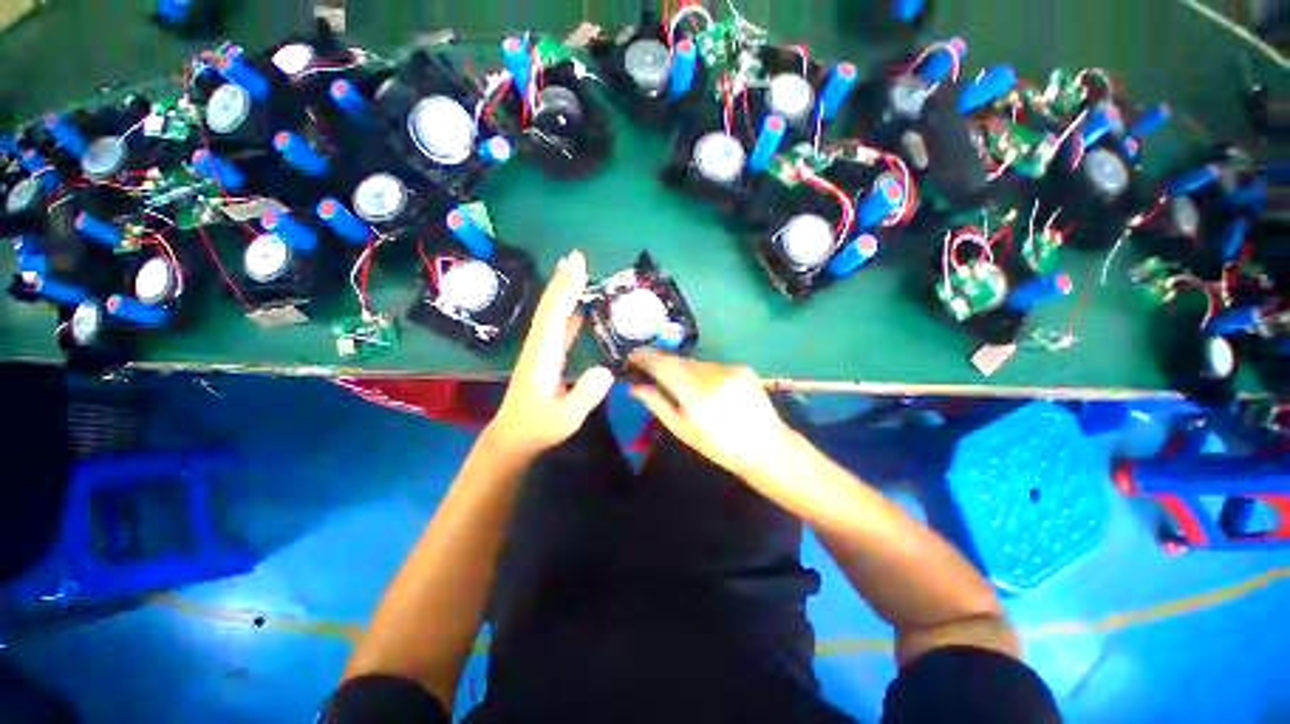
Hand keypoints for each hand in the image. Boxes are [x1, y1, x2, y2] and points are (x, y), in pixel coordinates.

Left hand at [485, 251, 613, 458]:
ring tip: (575, 271)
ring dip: (563, 291)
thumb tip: (606, 369)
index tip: (577, 266)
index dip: (566, 290)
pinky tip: (577, 308)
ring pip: (552, 314)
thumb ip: (585, 395)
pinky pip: (557, 327)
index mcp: (543, 355)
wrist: (513, 438)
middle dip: (563, 281)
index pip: (555, 315)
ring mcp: (541, 350)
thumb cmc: (538, 428)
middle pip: (550, 307)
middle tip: (576, 256)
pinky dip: (567, 312)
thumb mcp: (565, 418)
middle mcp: (539, 346)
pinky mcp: (546, 357)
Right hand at [628, 350, 792, 480]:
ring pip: (695, 363)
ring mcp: (728, 368)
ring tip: (682, 386)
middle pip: (678, 361)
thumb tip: (635, 387)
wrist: (765, 447)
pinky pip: (713, 366)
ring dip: (684, 370)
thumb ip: (657, 404)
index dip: (645, 357)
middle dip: (662, 363)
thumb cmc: (718, 445)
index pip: (662, 364)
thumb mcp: (682, 429)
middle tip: (650, 370)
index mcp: (693, 391)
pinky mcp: (741, 368)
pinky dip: (703, 373)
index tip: (632, 357)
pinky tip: (708, 389)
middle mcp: (710, 373)